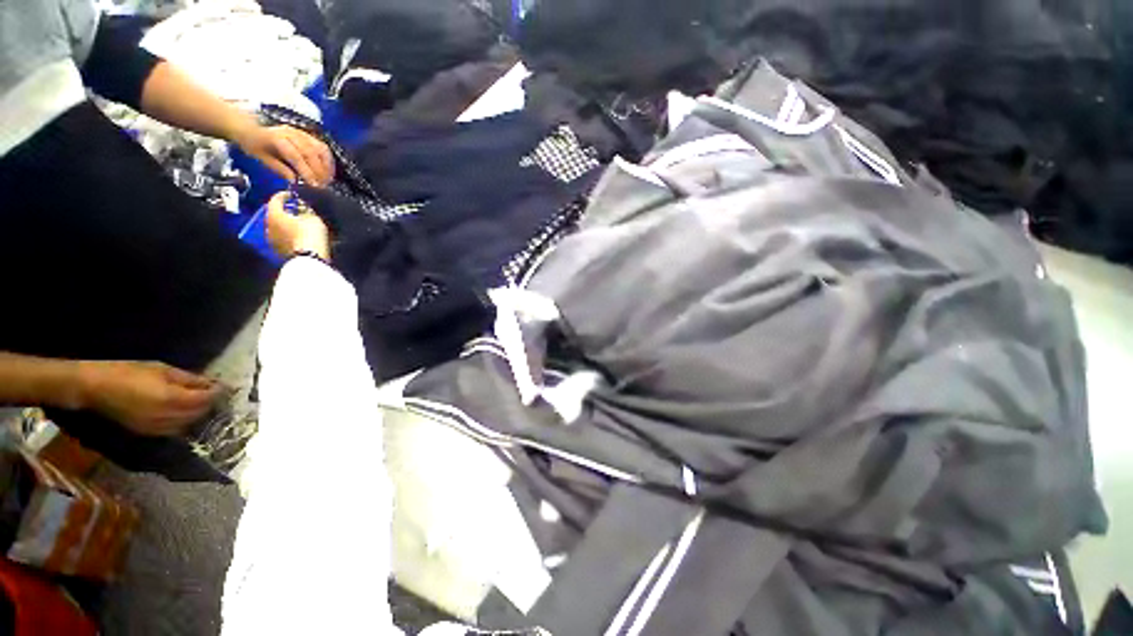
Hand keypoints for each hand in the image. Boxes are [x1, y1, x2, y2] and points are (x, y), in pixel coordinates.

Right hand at [76, 361, 220, 435]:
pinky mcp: (147, 432)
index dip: (218, 393)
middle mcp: (167, 417)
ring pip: (188, 423)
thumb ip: (188, 379)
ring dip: (199, 413)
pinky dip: (185, 420)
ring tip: (203, 400)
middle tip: (216, 393)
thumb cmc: (128, 372)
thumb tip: (210, 383)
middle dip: (210, 403)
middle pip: (199, 413)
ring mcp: (156, 428)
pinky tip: (186, 410)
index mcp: (172, 400)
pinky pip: (174, 429)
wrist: (94, 387)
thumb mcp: (162, 370)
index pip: (204, 400)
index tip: (227, 386)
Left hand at [236, 125, 334, 186]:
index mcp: (277, 138)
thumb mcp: (262, 158)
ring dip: (326, 167)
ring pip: (320, 150)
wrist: (252, 127)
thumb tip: (294, 181)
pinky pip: (323, 148)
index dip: (306, 171)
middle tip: (322, 185)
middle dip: (318, 171)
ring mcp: (301, 133)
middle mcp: (291, 133)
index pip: (296, 156)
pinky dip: (328, 161)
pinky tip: (329, 171)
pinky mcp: (308, 136)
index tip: (313, 185)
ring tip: (327, 180)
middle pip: (311, 153)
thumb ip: (279, 169)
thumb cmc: (255, 144)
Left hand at [266, 191, 330, 259]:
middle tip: (296, 209)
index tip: (292, 194)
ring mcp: (272, 239)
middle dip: (285, 211)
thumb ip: (306, 209)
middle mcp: (268, 225)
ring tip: (299, 224)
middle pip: (275, 214)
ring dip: (286, 224)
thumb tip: (302, 206)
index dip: (284, 195)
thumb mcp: (313, 217)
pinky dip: (289, 234)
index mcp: (274, 214)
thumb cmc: (310, 234)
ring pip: (278, 227)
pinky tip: (299, 235)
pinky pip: (282, 237)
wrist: (310, 258)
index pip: (275, 199)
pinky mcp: (278, 250)